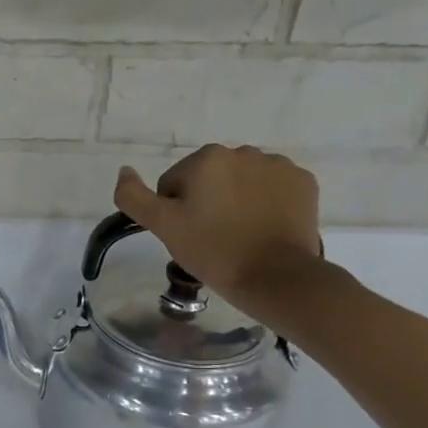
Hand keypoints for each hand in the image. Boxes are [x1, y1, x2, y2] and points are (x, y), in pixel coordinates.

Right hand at [114, 145, 322, 317]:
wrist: (275, 276)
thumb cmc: (213, 250)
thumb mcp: (163, 226)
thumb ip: (134, 197)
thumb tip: (124, 171)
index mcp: (206, 159)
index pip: (174, 184)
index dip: (174, 212)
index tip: (187, 235)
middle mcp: (243, 151)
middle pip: (209, 179)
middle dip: (206, 202)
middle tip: (210, 238)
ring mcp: (278, 165)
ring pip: (241, 182)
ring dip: (235, 201)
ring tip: (239, 235)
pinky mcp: (303, 182)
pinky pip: (272, 188)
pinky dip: (265, 203)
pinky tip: (263, 228)